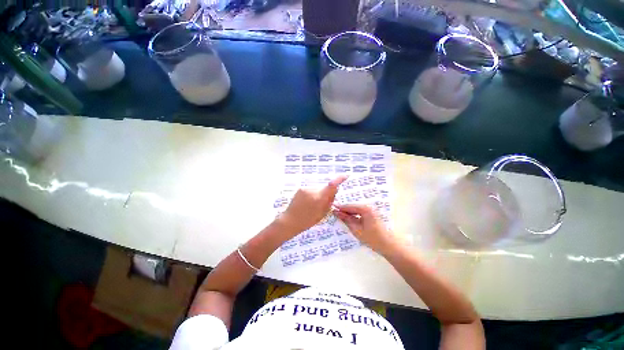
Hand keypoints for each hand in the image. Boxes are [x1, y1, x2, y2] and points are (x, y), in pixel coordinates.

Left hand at [279, 176, 347, 233]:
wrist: (290, 221)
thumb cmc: (307, 221)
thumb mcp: (322, 214)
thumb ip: (329, 201)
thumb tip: (335, 190)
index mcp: (319, 198)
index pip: (331, 185)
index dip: (339, 179)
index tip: (346, 175)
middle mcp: (312, 190)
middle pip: (325, 188)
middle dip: (326, 193)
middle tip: (322, 204)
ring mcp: (305, 188)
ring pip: (318, 189)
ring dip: (319, 194)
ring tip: (312, 205)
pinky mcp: (301, 188)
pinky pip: (311, 189)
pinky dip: (312, 194)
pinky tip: (307, 202)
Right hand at [335, 204, 396, 253]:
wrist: (389, 245)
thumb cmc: (372, 238)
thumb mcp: (356, 230)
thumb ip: (346, 220)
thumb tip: (336, 212)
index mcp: (365, 209)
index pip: (349, 206)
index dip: (339, 207)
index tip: (330, 207)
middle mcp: (368, 206)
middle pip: (352, 206)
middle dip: (343, 209)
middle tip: (333, 211)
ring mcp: (370, 210)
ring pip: (355, 209)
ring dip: (348, 212)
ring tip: (339, 215)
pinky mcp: (371, 214)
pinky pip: (359, 212)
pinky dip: (353, 214)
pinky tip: (348, 218)